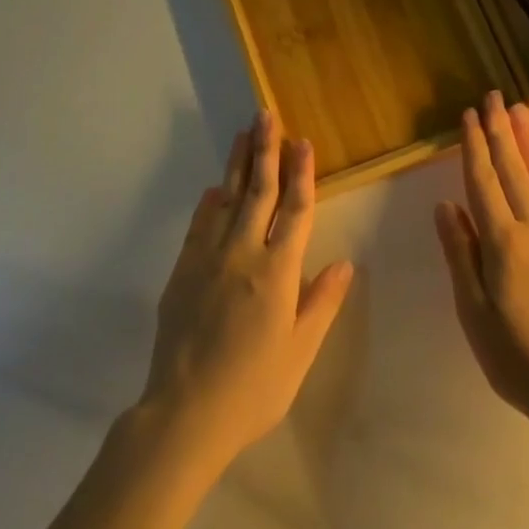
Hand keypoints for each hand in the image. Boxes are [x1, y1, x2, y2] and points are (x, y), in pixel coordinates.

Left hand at [139, 111, 354, 476]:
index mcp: (278, 272)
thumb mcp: (299, 353)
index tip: (303, 141)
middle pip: (258, 191)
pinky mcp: (182, 270)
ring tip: (244, 134)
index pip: (295, 210)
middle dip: (266, 150)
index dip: (302, 173)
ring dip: (237, 164)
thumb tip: (345, 262)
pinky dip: (209, 202)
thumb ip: (322, 303)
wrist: (184, 413)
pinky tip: (214, 188)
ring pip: (226, 199)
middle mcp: (243, 254)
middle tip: (266, 115)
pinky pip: (199, 225)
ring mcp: (208, 258)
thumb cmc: (253, 389)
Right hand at [434, 92, 528, 433]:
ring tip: (521, 111)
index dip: (474, 147)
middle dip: (501, 131)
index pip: (483, 182)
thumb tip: (445, 205)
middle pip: (514, 171)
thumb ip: (460, 253)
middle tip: (494, 97)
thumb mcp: (473, 311)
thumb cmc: (517, 357)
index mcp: (502, 242)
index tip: (469, 116)